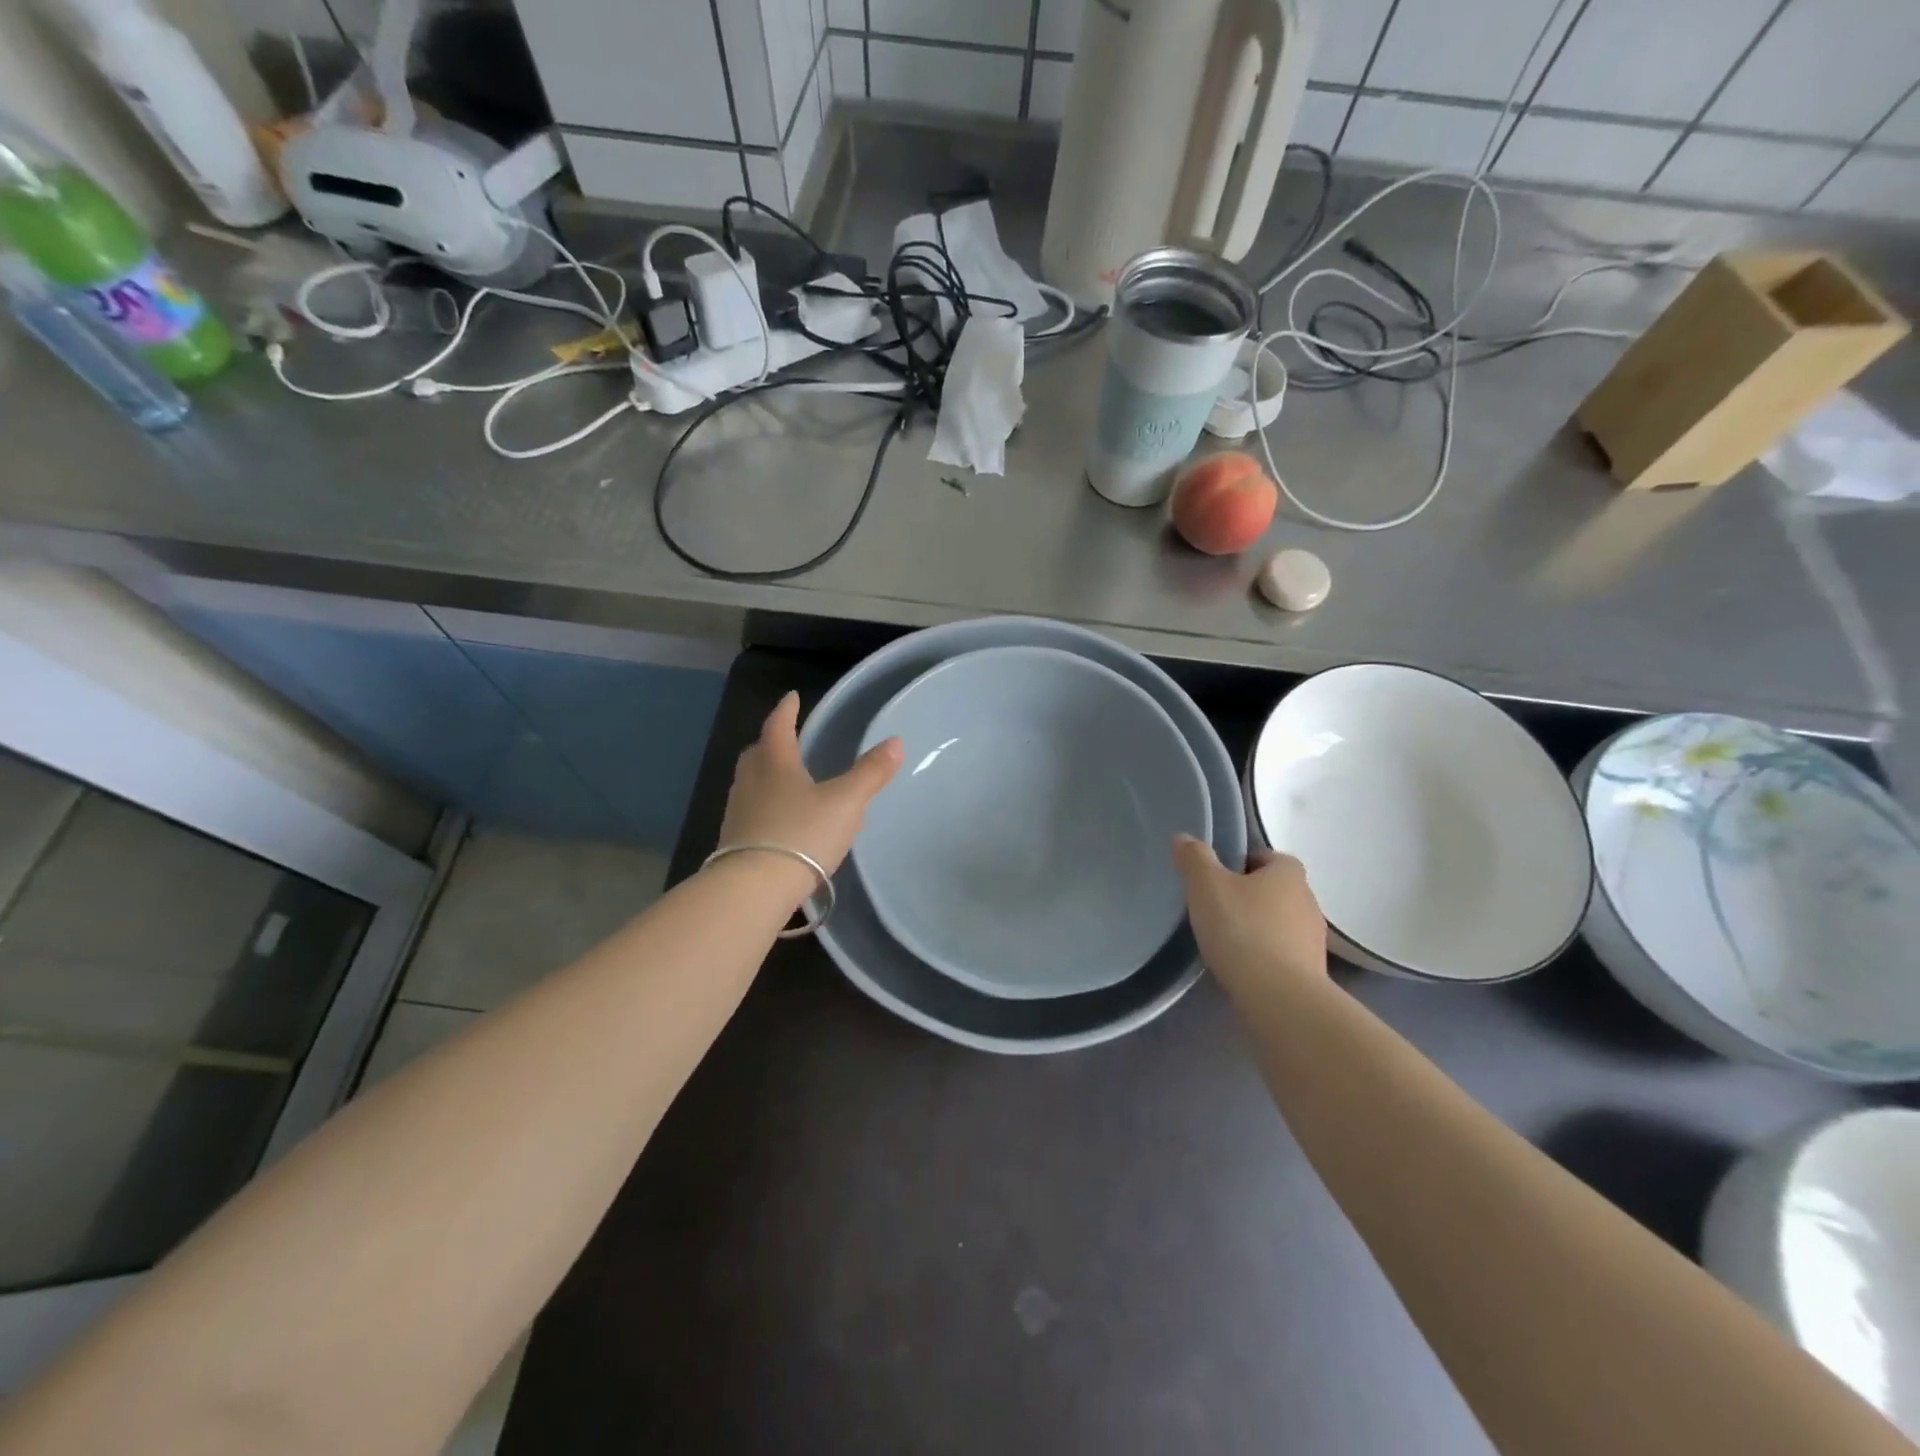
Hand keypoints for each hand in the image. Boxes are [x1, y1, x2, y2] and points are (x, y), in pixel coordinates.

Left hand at [717, 692, 902, 901]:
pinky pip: (750, 810)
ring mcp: (738, 812)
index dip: (787, 710)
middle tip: (786, 738)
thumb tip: (896, 741)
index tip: (792, 697)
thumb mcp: (846, 802)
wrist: (754, 888)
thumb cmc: (802, 834)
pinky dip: (764, 804)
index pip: (778, 726)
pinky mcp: (734, 841)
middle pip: (758, 752)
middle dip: (771, 742)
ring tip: (785, 778)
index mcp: (775, 763)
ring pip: (751, 782)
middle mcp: (751, 781)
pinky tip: (779, 819)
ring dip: (766, 774)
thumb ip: (870, 773)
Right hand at [1173, 835, 1327, 991]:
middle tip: (1216, 908)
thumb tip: (1184, 837)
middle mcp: (1308, 900)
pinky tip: (1242, 966)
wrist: (1280, 998)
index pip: (1267, 857)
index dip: (1241, 863)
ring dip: (1258, 926)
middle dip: (1249, 895)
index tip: (1216, 879)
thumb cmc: (1242, 930)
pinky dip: (1265, 954)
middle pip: (1274, 889)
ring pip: (1280, 922)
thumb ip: (1194, 859)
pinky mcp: (1313, 971)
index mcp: (1288, 872)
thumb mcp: (1206, 886)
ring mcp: (1314, 938)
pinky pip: (1283, 952)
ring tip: (1226, 941)